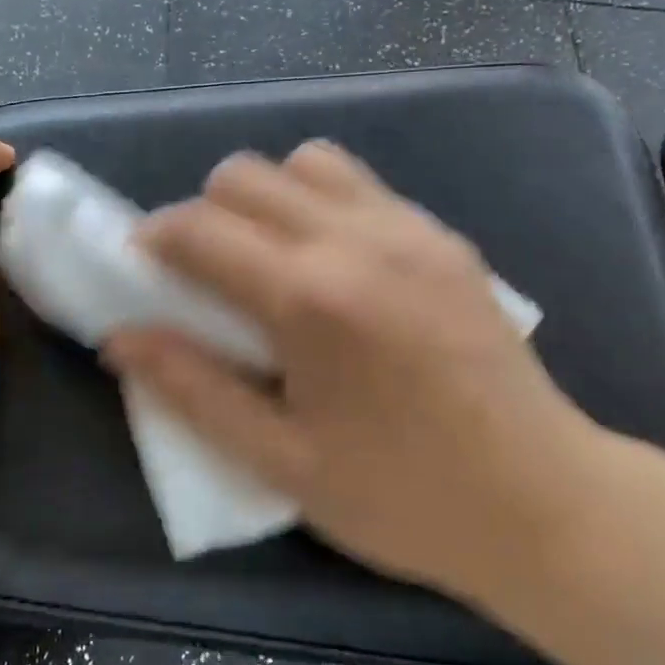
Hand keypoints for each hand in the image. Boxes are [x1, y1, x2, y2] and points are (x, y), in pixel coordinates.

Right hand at [105, 141, 607, 603]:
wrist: (544, 501)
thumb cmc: (403, 496)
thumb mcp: (281, 461)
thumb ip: (192, 389)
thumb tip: (120, 338)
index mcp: (308, 296)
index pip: (199, 228)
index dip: (153, 238)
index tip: (141, 268)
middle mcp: (356, 238)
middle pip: (245, 174)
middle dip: (204, 214)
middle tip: (204, 276)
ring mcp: (408, 228)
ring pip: (305, 162)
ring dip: (267, 199)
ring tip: (270, 262)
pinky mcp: (444, 236)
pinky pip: (360, 185)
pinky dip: (321, 202)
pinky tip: (334, 267)